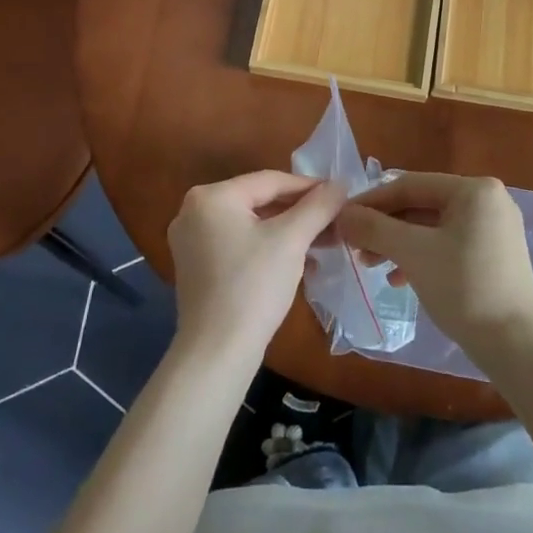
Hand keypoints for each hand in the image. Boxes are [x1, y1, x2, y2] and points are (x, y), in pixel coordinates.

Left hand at [166, 171, 345, 363]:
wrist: (218, 351)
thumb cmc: (253, 286)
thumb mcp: (291, 240)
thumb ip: (317, 206)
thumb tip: (340, 184)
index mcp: (211, 196)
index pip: (270, 180)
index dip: (309, 186)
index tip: (340, 195)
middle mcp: (194, 211)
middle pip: (259, 201)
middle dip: (300, 212)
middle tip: (335, 220)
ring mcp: (191, 240)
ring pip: (251, 224)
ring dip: (288, 232)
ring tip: (324, 242)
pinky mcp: (197, 267)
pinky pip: (240, 244)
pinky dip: (268, 247)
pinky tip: (299, 262)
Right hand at [335, 173, 532, 359]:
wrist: (515, 345)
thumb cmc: (464, 288)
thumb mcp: (413, 253)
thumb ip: (375, 228)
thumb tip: (341, 214)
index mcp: (474, 189)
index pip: (410, 185)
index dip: (372, 201)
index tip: (341, 219)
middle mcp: (487, 200)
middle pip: (421, 205)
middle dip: (385, 226)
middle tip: (353, 246)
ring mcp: (493, 228)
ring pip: (432, 227)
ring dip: (398, 244)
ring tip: (370, 265)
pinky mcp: (494, 255)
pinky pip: (447, 244)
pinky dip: (420, 257)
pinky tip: (398, 279)